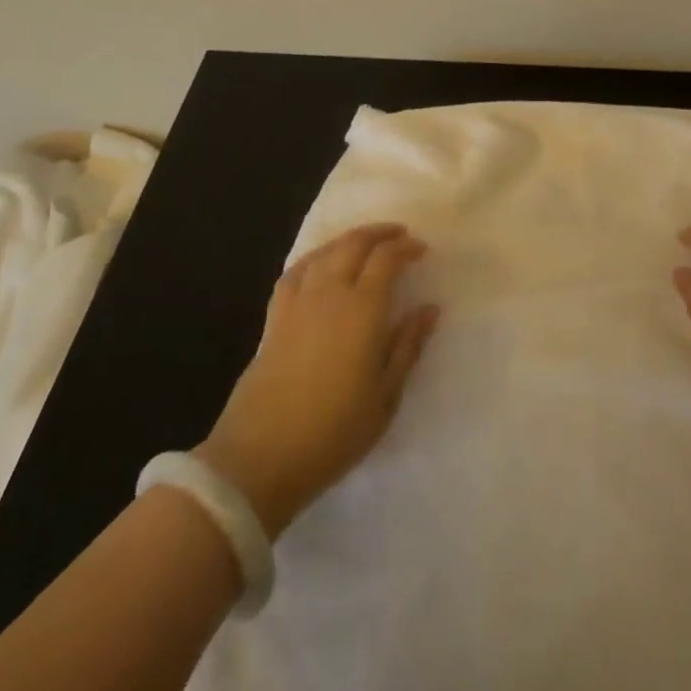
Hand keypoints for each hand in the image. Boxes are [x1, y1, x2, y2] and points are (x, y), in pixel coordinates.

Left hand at [195, 223, 438, 537]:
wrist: (261, 456)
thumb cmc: (334, 431)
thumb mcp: (385, 396)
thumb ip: (408, 346)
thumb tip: (430, 308)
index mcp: (362, 310)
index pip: (386, 259)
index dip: (405, 248)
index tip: (422, 250)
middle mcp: (329, 293)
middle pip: (354, 245)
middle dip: (379, 233)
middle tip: (399, 236)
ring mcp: (297, 303)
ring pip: (325, 252)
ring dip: (349, 239)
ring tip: (366, 242)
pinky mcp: (274, 317)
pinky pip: (296, 271)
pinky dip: (314, 257)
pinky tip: (321, 263)